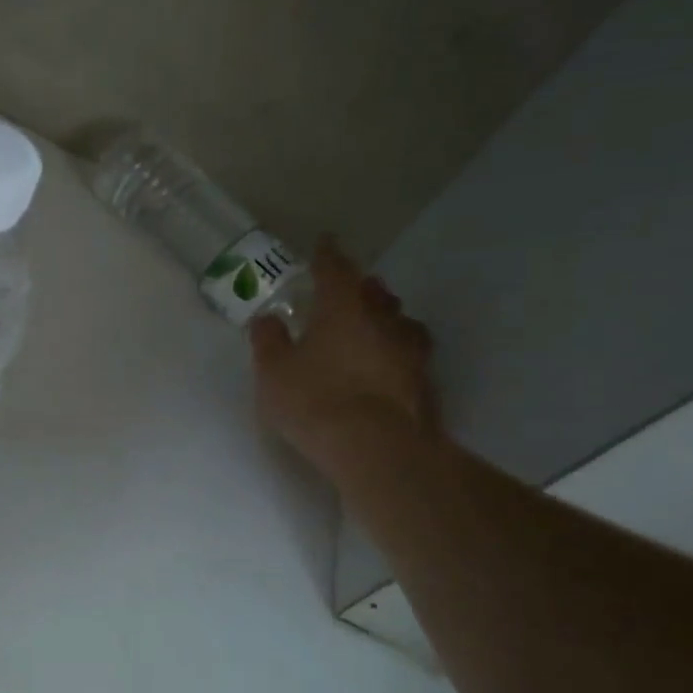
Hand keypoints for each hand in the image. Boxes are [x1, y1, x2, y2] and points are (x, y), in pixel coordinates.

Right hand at [250, 237, 436, 471]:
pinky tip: (387, 363)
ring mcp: (410, 352)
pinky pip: (410, 353)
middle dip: (361, 286)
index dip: (328, 255)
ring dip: (386, 317)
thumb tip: (267, 318)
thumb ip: (269, 340)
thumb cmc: (315, 400)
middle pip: (375, 293)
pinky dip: (397, 350)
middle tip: (349, 287)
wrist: (378, 449)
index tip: (325, 242)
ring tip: (374, 324)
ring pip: (400, 321)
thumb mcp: (274, 371)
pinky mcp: (425, 383)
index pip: (336, 270)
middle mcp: (382, 321)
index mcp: (343, 309)